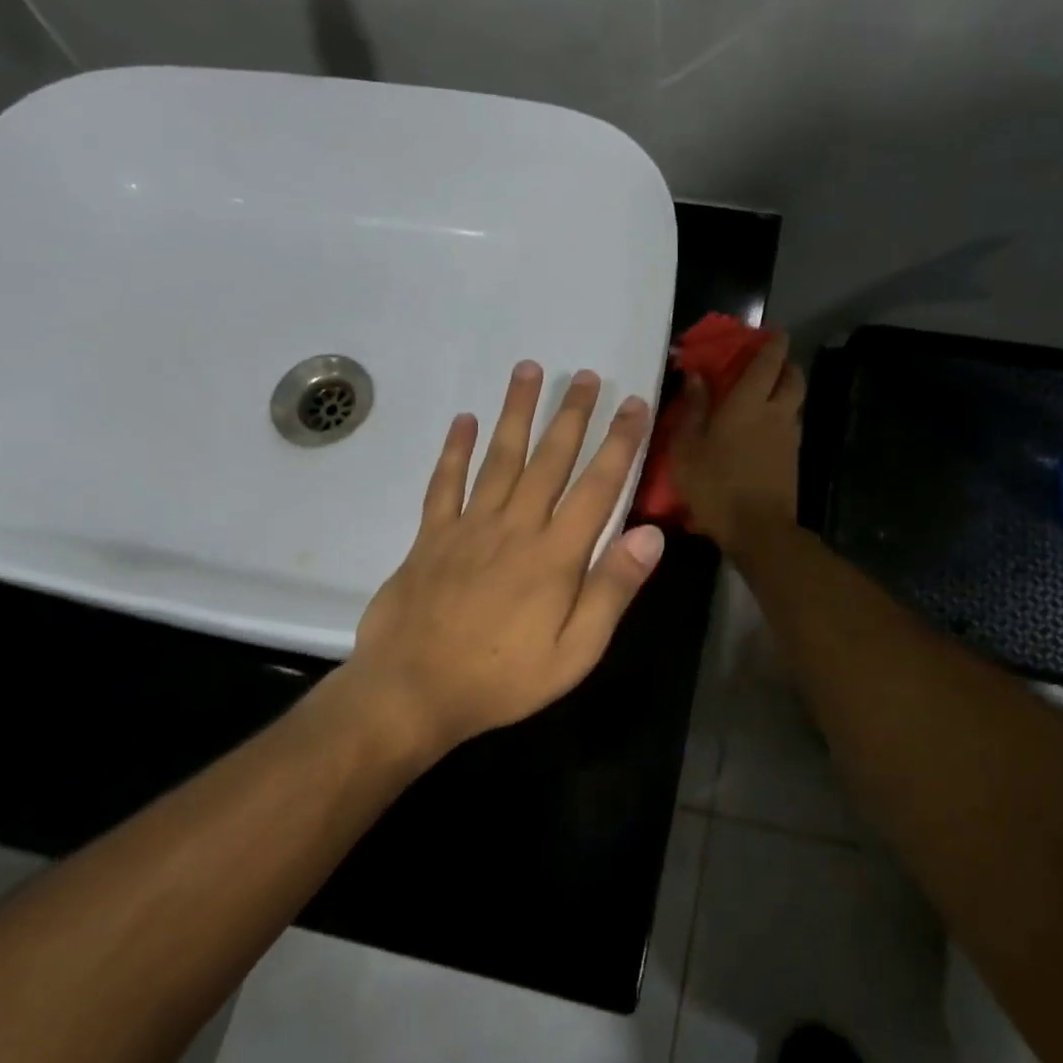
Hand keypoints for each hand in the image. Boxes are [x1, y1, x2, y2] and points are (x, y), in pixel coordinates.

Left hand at [343, 361, 664, 760]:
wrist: (412, 692)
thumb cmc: (502, 680)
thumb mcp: (574, 653)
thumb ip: (612, 591)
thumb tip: (650, 535)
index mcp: (555, 556)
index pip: (597, 487)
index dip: (620, 443)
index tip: (634, 404)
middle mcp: (515, 527)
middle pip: (549, 460)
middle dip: (572, 415)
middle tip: (587, 375)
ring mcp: (468, 527)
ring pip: (499, 457)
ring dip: (516, 412)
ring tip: (529, 370)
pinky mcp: (431, 536)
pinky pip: (445, 483)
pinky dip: (454, 450)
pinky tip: (464, 420)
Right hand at [668, 335, 804, 555]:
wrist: (758, 529)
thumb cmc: (716, 485)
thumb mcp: (688, 448)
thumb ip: (693, 408)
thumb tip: (695, 375)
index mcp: (749, 402)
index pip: (769, 360)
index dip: (773, 342)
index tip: (771, 332)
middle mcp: (776, 412)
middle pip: (793, 377)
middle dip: (785, 364)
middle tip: (767, 364)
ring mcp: (789, 436)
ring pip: (795, 402)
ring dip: (784, 391)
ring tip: (762, 396)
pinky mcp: (793, 459)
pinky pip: (790, 426)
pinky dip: (781, 417)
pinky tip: (762, 430)